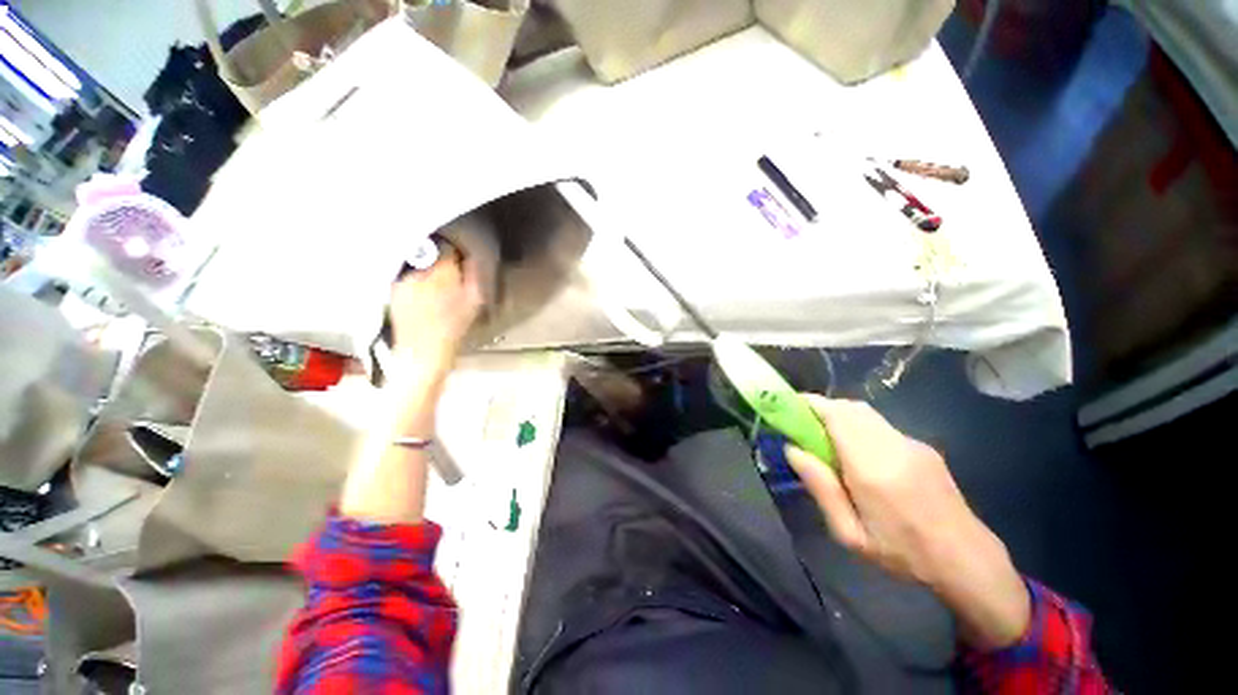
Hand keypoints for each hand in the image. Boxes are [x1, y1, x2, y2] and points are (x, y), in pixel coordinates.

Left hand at [389, 244, 484, 374]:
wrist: (423, 352)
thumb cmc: (454, 329)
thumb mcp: (474, 303)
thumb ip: (473, 276)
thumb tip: (470, 259)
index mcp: (441, 273)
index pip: (446, 249)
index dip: (455, 255)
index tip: (460, 264)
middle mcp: (418, 273)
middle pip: (431, 256)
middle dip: (440, 264)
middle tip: (449, 281)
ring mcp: (402, 281)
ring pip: (418, 267)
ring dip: (427, 273)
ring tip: (435, 292)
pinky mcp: (392, 290)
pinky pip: (407, 278)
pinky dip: (415, 283)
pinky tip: (422, 298)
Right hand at [785, 396, 1029, 651]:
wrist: (968, 561)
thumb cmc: (903, 554)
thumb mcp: (850, 534)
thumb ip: (821, 488)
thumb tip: (792, 449)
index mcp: (872, 468)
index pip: (836, 416)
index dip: (809, 405)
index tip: (788, 408)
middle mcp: (892, 446)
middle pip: (849, 408)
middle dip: (821, 409)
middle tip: (803, 428)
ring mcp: (911, 443)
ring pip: (865, 413)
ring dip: (840, 417)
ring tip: (828, 441)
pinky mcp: (922, 447)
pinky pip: (880, 426)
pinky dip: (859, 427)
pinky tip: (860, 455)